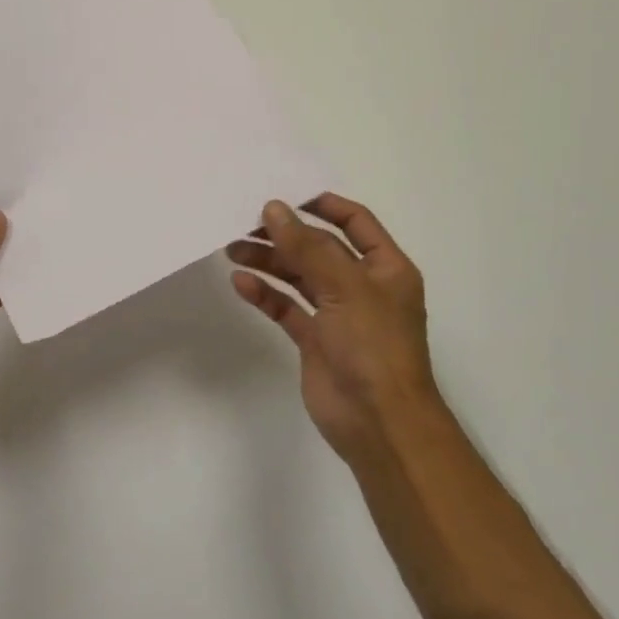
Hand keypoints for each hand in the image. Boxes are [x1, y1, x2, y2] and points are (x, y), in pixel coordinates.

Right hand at [228, 195, 443, 464]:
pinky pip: (287, 307)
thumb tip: (274, 208)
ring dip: (269, 261)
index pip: (355, 221)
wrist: (380, 425)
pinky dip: (265, 294)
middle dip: (284, 234)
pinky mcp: (315, 340)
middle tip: (244, 221)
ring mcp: (338, 314)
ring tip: (233, 249)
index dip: (323, 204)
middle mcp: (362, 286)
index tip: (284, 193)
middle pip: (319, 248)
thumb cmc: (374, 346)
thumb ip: (306, 247)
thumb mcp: (345, 287)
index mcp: (385, 268)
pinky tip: (241, 283)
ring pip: (299, 276)